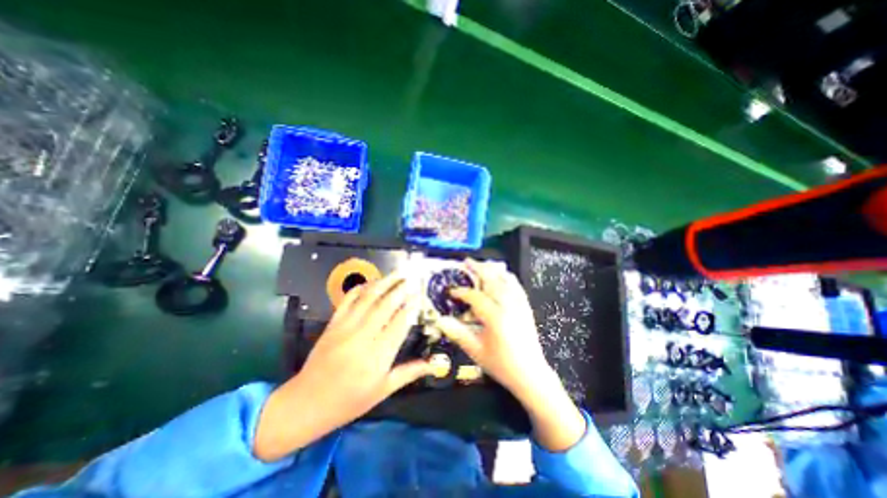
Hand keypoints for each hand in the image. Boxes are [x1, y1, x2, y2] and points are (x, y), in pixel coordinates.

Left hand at [252, 275, 432, 460]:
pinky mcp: (333, 324)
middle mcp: (363, 336)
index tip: (420, 295)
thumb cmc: (349, 401)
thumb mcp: (382, 390)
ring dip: (385, 283)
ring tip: (397, 273)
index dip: (411, 306)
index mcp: (378, 355)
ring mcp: (346, 327)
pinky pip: (348, 300)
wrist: (306, 404)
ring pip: (368, 298)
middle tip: (412, 278)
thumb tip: (433, 364)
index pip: (400, 323)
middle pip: (386, 305)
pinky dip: (361, 288)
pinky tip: (372, 282)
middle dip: (401, 289)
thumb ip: (409, 373)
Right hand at [437, 261, 586, 450]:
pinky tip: (502, 274)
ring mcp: (519, 305)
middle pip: (492, 280)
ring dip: (492, 270)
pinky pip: (517, 285)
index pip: (475, 297)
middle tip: (467, 261)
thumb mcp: (476, 351)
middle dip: (478, 269)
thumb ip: (457, 333)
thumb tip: (440, 321)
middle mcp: (509, 306)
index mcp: (495, 317)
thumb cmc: (502, 365)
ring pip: (505, 280)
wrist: (531, 374)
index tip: (452, 291)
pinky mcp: (526, 307)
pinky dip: (507, 277)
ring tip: (482, 264)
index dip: (462, 292)